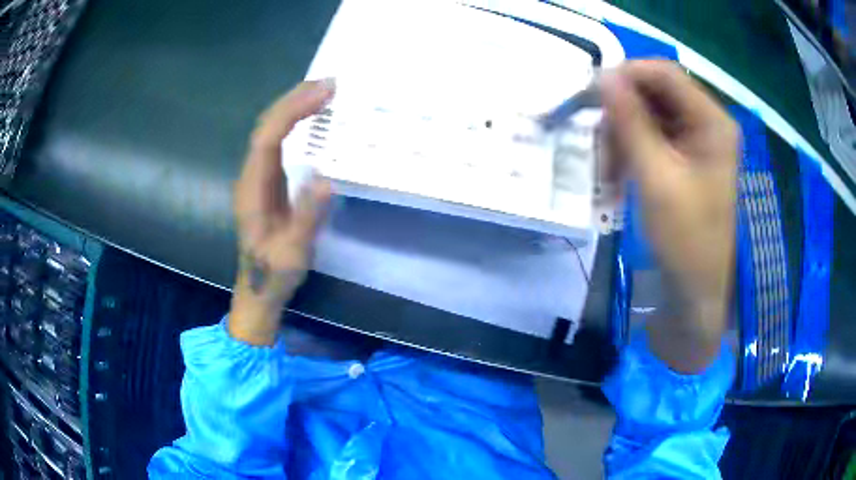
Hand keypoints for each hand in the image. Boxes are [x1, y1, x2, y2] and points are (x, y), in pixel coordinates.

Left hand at [229, 80, 333, 345]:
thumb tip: (326, 179)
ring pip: (270, 130)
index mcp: (253, 189)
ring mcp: (257, 177)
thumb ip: (306, 217)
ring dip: (294, 106)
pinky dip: (294, 122)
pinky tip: (311, 116)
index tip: (323, 94)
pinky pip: (277, 141)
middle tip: (329, 83)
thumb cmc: (274, 273)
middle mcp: (251, 176)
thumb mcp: (293, 252)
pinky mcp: (266, 181)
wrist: (258, 289)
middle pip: (266, 126)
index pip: (268, 138)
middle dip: (294, 100)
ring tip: (323, 91)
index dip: (293, 111)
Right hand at [601, 61, 736, 372]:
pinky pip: (652, 136)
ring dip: (623, 134)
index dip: (627, 75)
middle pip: (657, 92)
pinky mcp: (685, 156)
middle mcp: (706, 122)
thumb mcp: (656, 177)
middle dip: (623, 110)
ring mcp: (696, 139)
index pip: (666, 74)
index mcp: (712, 122)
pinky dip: (631, 149)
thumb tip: (602, 76)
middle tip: (596, 136)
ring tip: (607, 168)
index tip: (590, 92)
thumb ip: (631, 122)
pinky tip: (617, 173)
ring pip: (649, 114)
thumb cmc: (685, 238)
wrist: (695, 288)